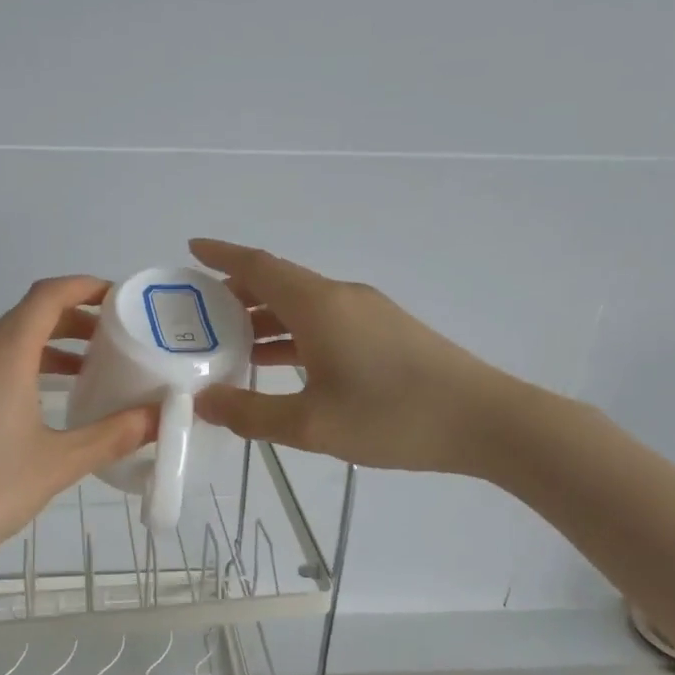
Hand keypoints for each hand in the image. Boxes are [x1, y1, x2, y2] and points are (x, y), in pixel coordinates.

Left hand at [0, 277, 155, 578]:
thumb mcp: (57, 464)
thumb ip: (112, 436)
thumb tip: (159, 417)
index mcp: (2, 354)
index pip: (47, 296)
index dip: (85, 288)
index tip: (118, 298)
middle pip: (26, 317)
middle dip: (72, 322)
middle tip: (112, 342)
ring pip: (3, 344)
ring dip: (45, 350)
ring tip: (83, 375)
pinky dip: (18, 370)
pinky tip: (35, 408)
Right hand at [189, 239, 522, 474]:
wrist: (484, 421)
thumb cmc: (392, 417)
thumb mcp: (312, 425)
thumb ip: (251, 414)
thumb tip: (203, 402)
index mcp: (319, 305)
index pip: (259, 266)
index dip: (221, 256)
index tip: (190, 250)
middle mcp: (341, 298)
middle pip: (278, 284)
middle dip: (236, 294)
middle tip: (198, 315)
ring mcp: (368, 314)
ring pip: (302, 306)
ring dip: (264, 320)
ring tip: (228, 344)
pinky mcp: (386, 333)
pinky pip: (325, 324)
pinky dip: (293, 336)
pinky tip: (281, 365)